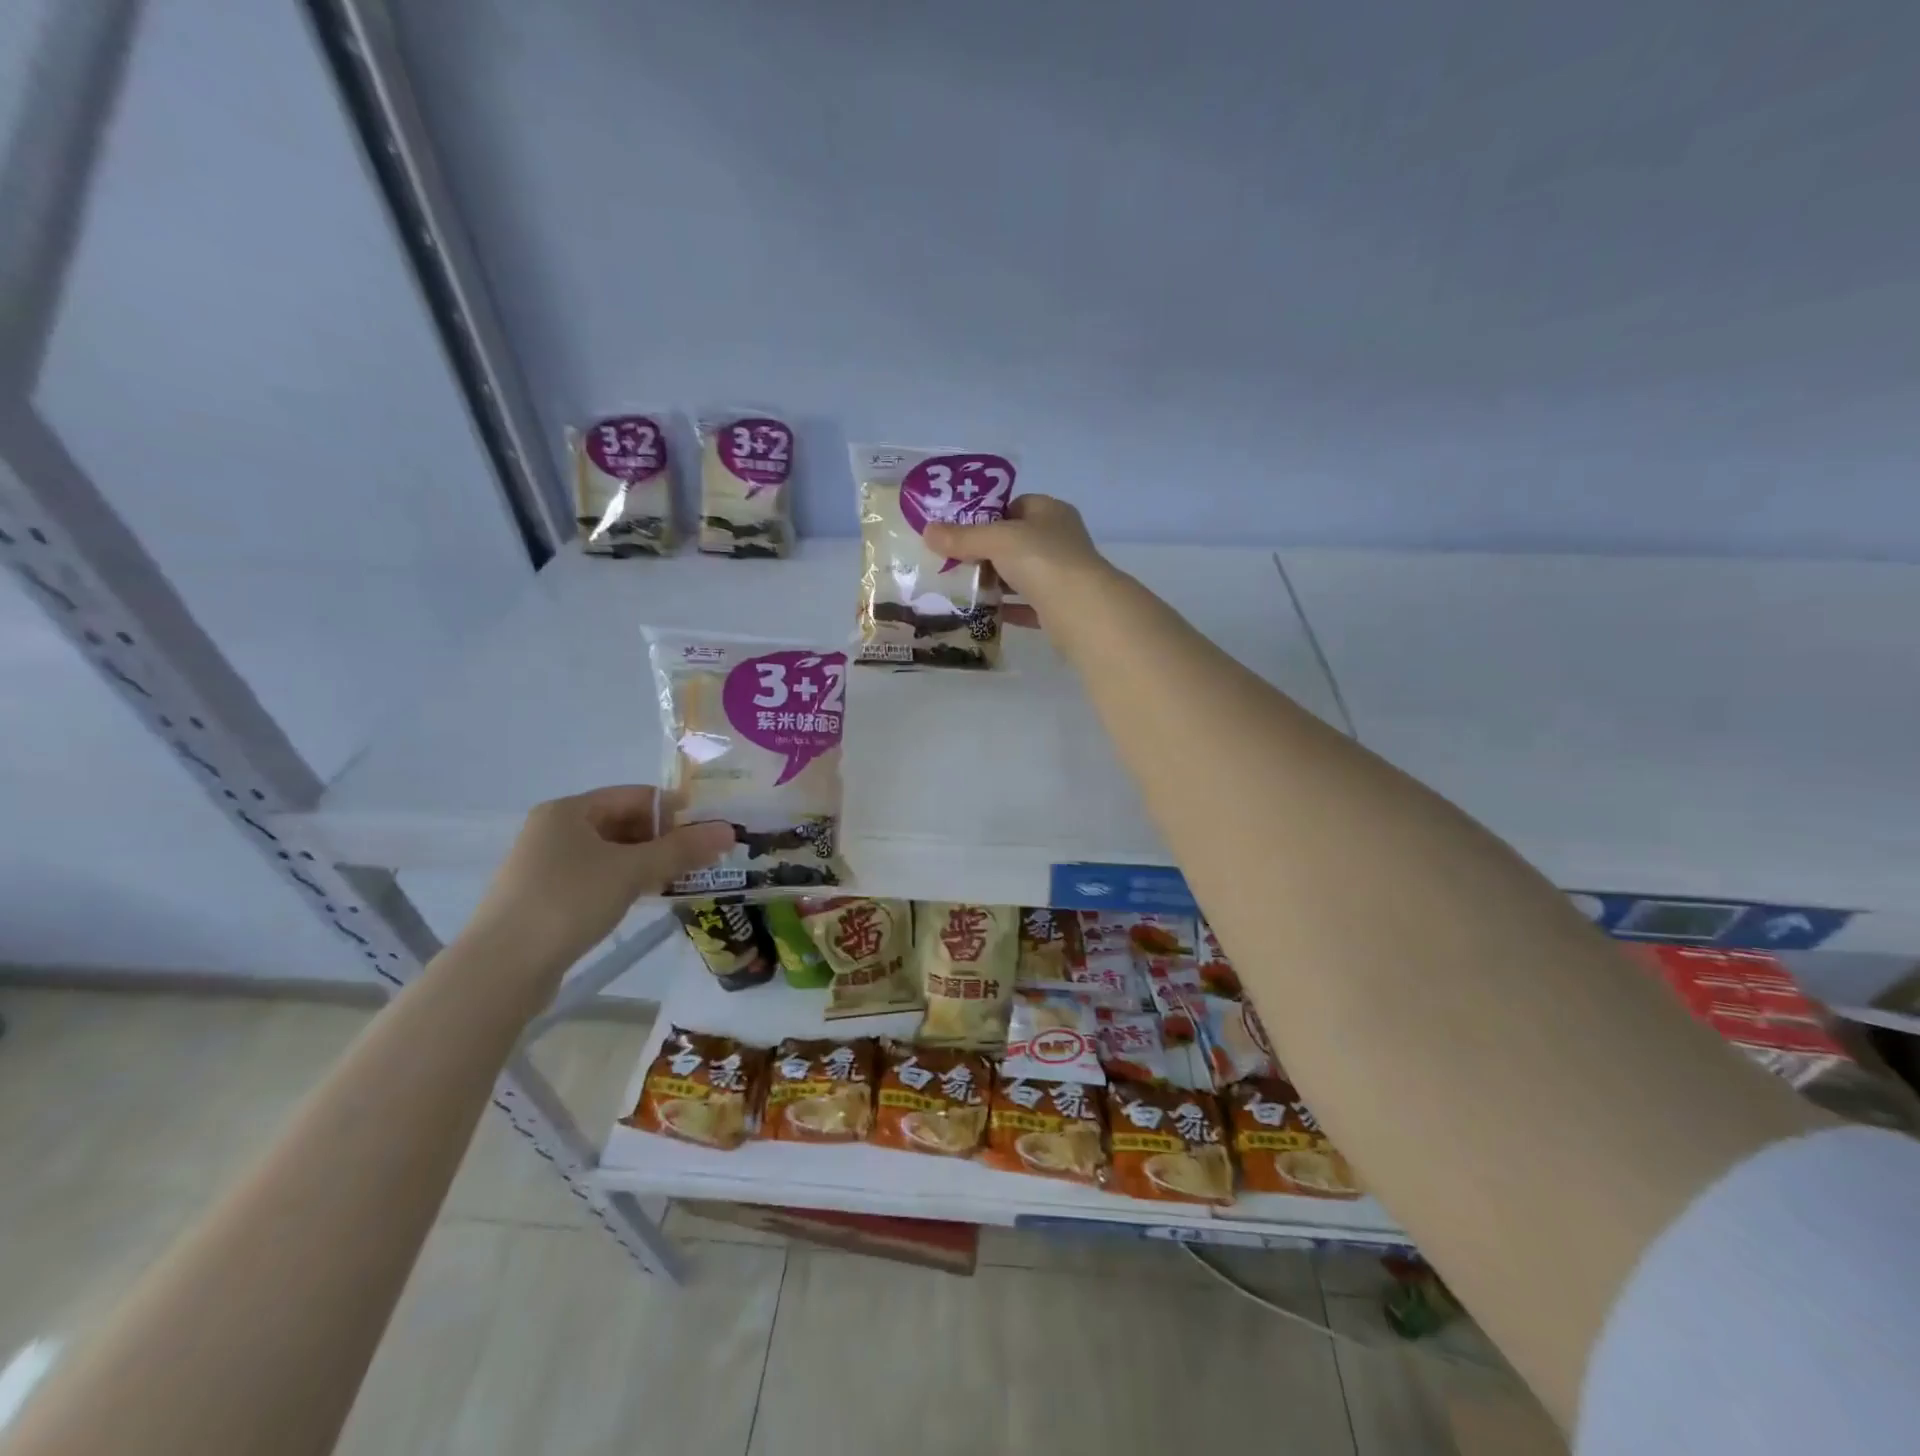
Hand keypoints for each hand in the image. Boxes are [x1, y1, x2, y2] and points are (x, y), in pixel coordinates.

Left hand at [465, 786, 733, 973]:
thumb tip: (729, 831)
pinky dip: (625, 882)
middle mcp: (554, 830)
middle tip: (699, 859)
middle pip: (623, 822)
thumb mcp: (632, 871)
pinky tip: (645, 898)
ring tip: (679, 879)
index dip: (675, 810)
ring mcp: (546, 865)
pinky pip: (597, 877)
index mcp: (569, 810)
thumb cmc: (568, 902)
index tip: (708, 831)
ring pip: (611, 853)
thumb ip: (682, 849)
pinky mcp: (545, 897)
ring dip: (648, 862)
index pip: (635, 796)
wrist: (501, 969)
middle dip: (664, 838)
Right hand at [923, 495, 1108, 614]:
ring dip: (996, 582)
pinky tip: (983, 615)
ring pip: (1022, 575)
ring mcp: (1063, 575)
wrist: (1082, 610)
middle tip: (954, 561)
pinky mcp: (1060, 608)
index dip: (988, 515)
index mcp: (1051, 513)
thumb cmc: (1042, 560)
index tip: (961, 530)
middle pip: (1017, 542)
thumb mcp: (997, 540)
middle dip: (987, 552)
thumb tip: (927, 531)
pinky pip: (1027, 606)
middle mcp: (1060, 540)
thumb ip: (963, 537)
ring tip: (962, 588)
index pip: (1017, 505)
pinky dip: (1008, 609)